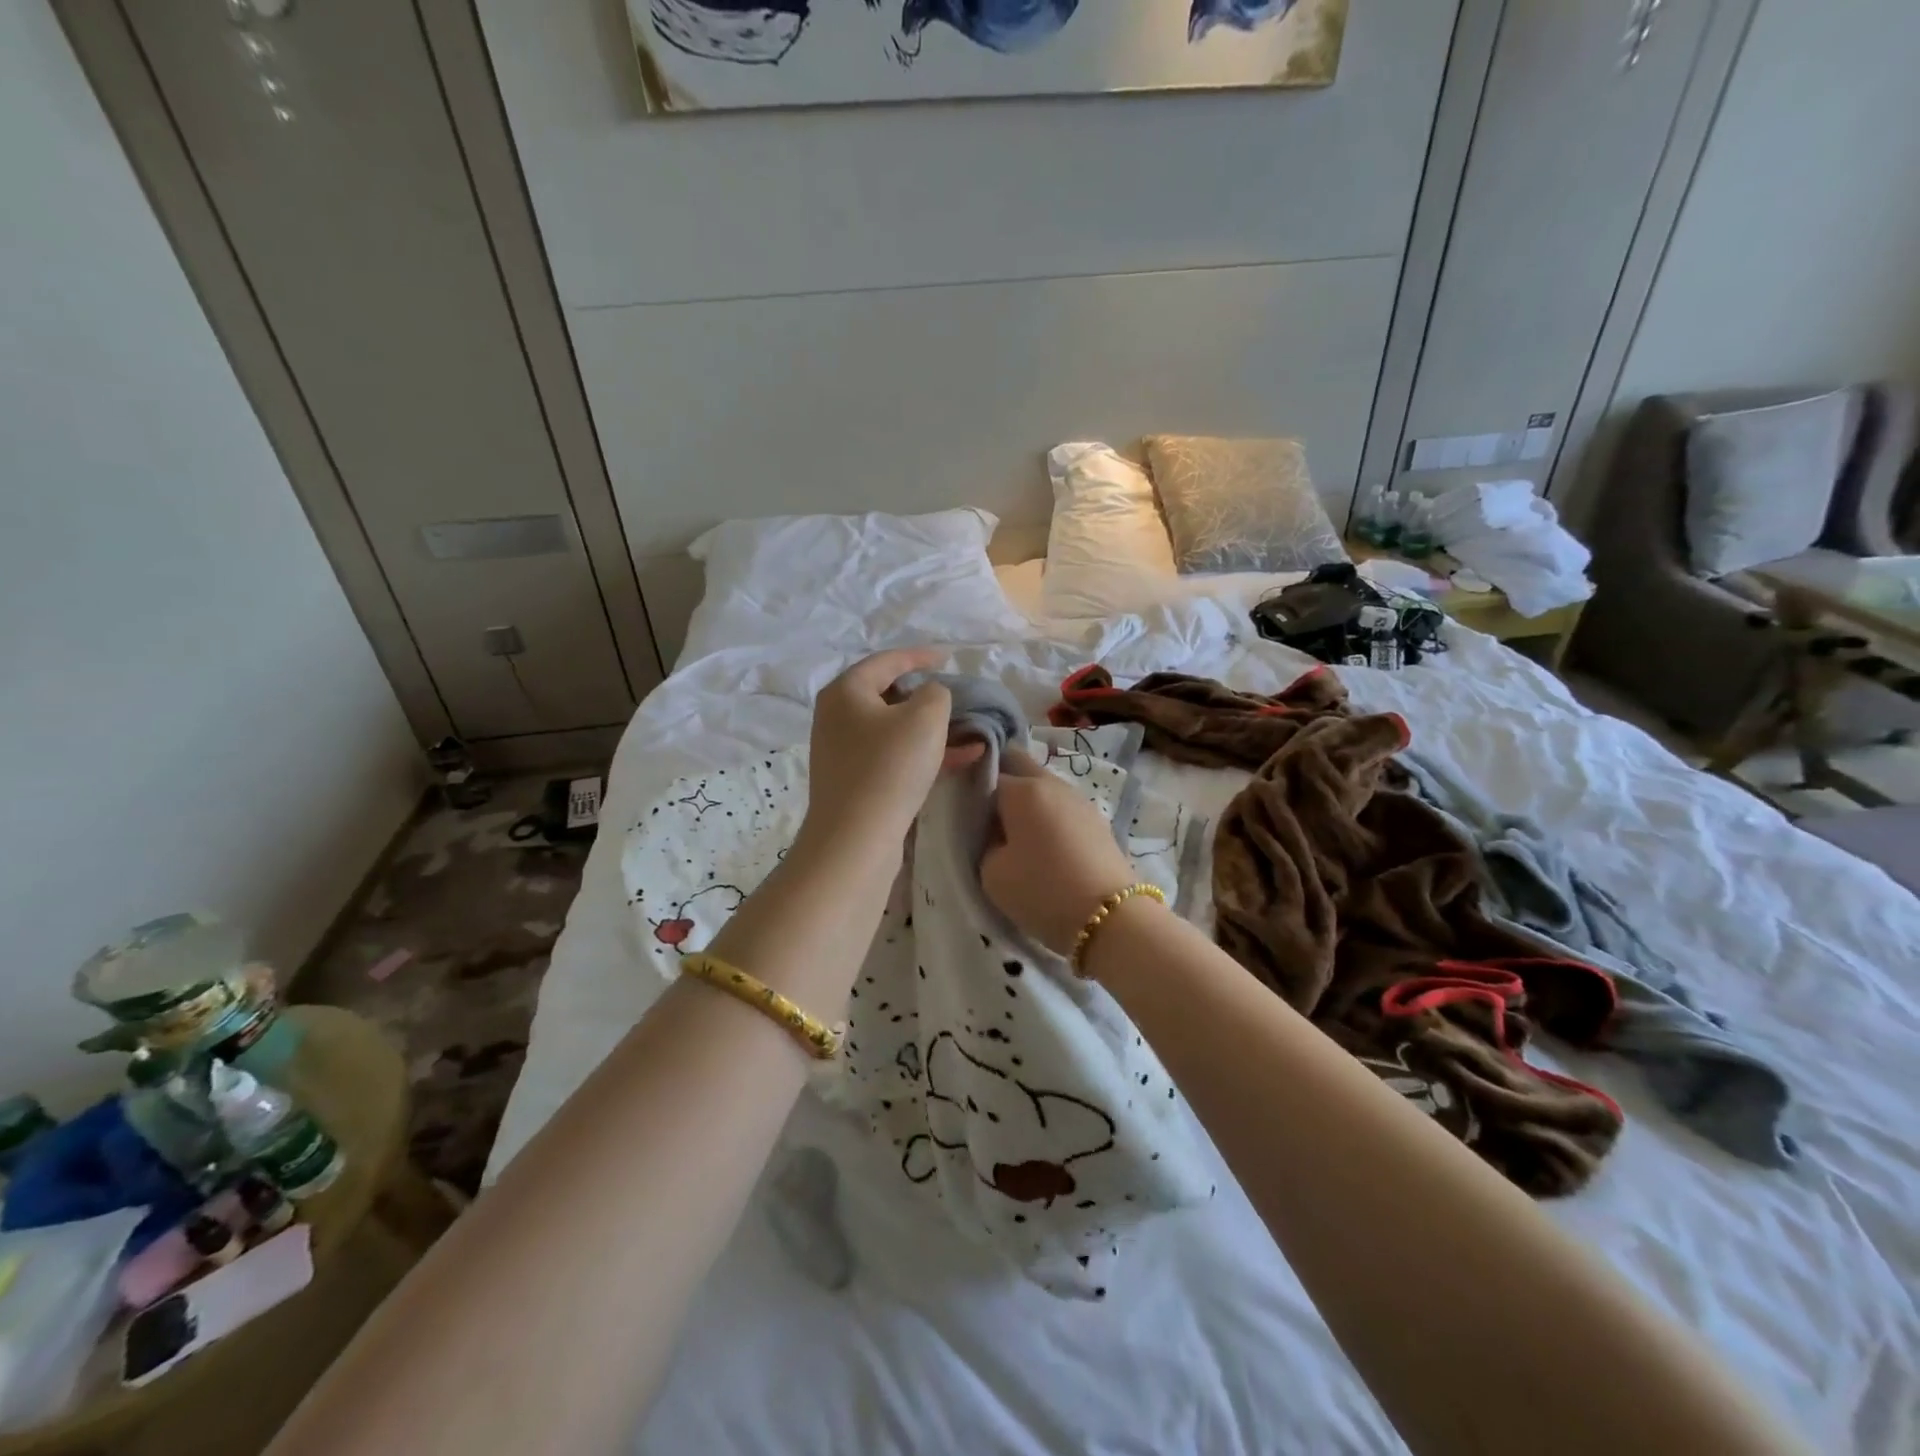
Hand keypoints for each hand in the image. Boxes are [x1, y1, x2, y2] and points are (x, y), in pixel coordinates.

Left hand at [799, 648, 965, 857]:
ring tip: (969, 730)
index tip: (949, 657)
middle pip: (888, 695)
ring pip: (895, 729)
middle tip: (957, 697)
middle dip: (927, 696)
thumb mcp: (925, 717)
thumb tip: (930, 696)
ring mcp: (844, 752)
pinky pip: (894, 757)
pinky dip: (925, 754)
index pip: (887, 661)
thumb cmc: (890, 767)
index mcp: (846, 691)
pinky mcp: (855, 782)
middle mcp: (837, 716)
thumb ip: (936, 693)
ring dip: (932, 729)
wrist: (856, 839)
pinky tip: (963, 759)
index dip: (920, 656)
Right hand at [981, 750, 1141, 957]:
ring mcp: (1080, 800)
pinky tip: (1047, 848)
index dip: (972, 795)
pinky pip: (1062, 808)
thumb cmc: (1043, 891)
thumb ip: (985, 844)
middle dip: (1001, 783)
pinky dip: (1050, 818)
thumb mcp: (991, 873)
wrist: (1112, 919)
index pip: (986, 776)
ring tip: (1019, 839)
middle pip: (1019, 766)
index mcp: (1023, 789)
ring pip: (1044, 787)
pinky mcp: (1098, 821)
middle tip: (989, 820)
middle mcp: (1053, 784)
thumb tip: (994, 834)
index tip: (967, 818)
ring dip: (1028, 803)